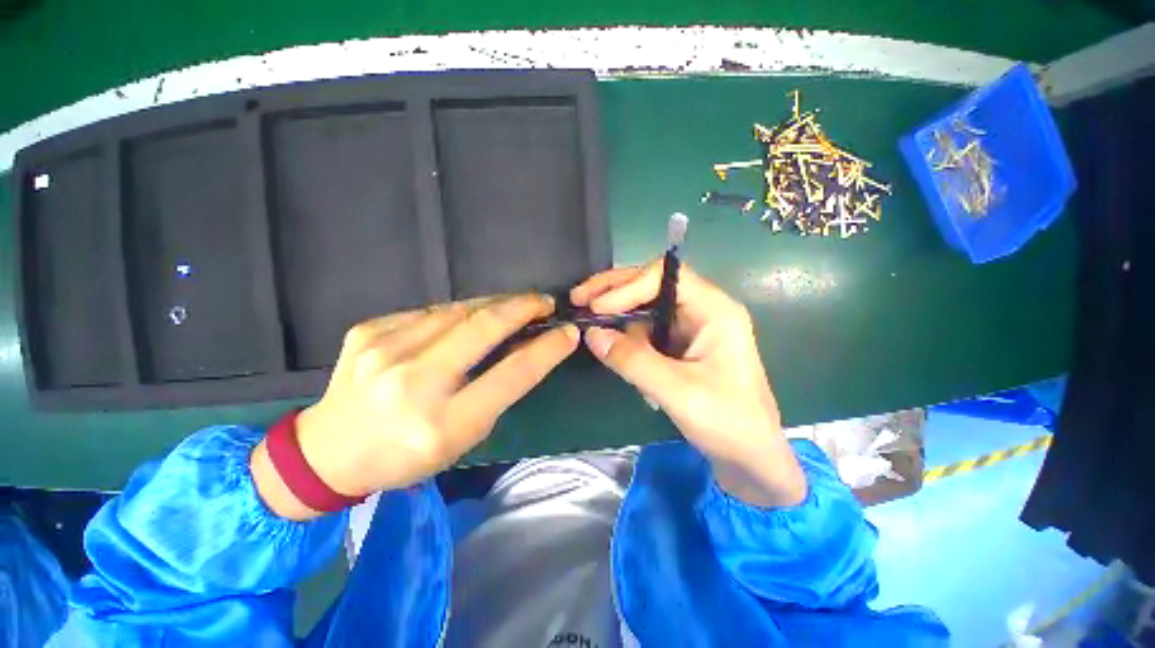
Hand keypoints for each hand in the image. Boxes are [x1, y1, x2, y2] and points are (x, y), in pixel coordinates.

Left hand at [252, 294, 578, 519]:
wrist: (328, 451)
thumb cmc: (406, 455)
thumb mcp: (462, 439)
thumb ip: (495, 392)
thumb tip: (525, 348)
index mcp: (441, 424)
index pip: (511, 375)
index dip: (546, 349)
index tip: (568, 332)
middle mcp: (412, 383)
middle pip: (483, 328)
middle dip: (522, 308)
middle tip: (544, 302)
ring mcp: (384, 351)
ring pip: (458, 310)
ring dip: (494, 304)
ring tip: (512, 305)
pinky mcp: (368, 330)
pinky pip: (429, 311)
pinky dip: (458, 312)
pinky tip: (466, 318)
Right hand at [571, 262, 805, 506]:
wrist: (750, 458)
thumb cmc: (727, 422)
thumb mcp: (676, 391)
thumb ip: (632, 360)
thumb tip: (590, 333)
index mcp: (714, 310)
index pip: (665, 277)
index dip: (628, 286)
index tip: (597, 307)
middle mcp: (702, 310)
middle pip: (651, 285)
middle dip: (614, 292)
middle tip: (578, 298)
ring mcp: (690, 328)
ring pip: (645, 308)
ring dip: (617, 315)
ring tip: (591, 325)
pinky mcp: (680, 345)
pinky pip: (646, 331)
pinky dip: (627, 338)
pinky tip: (615, 351)